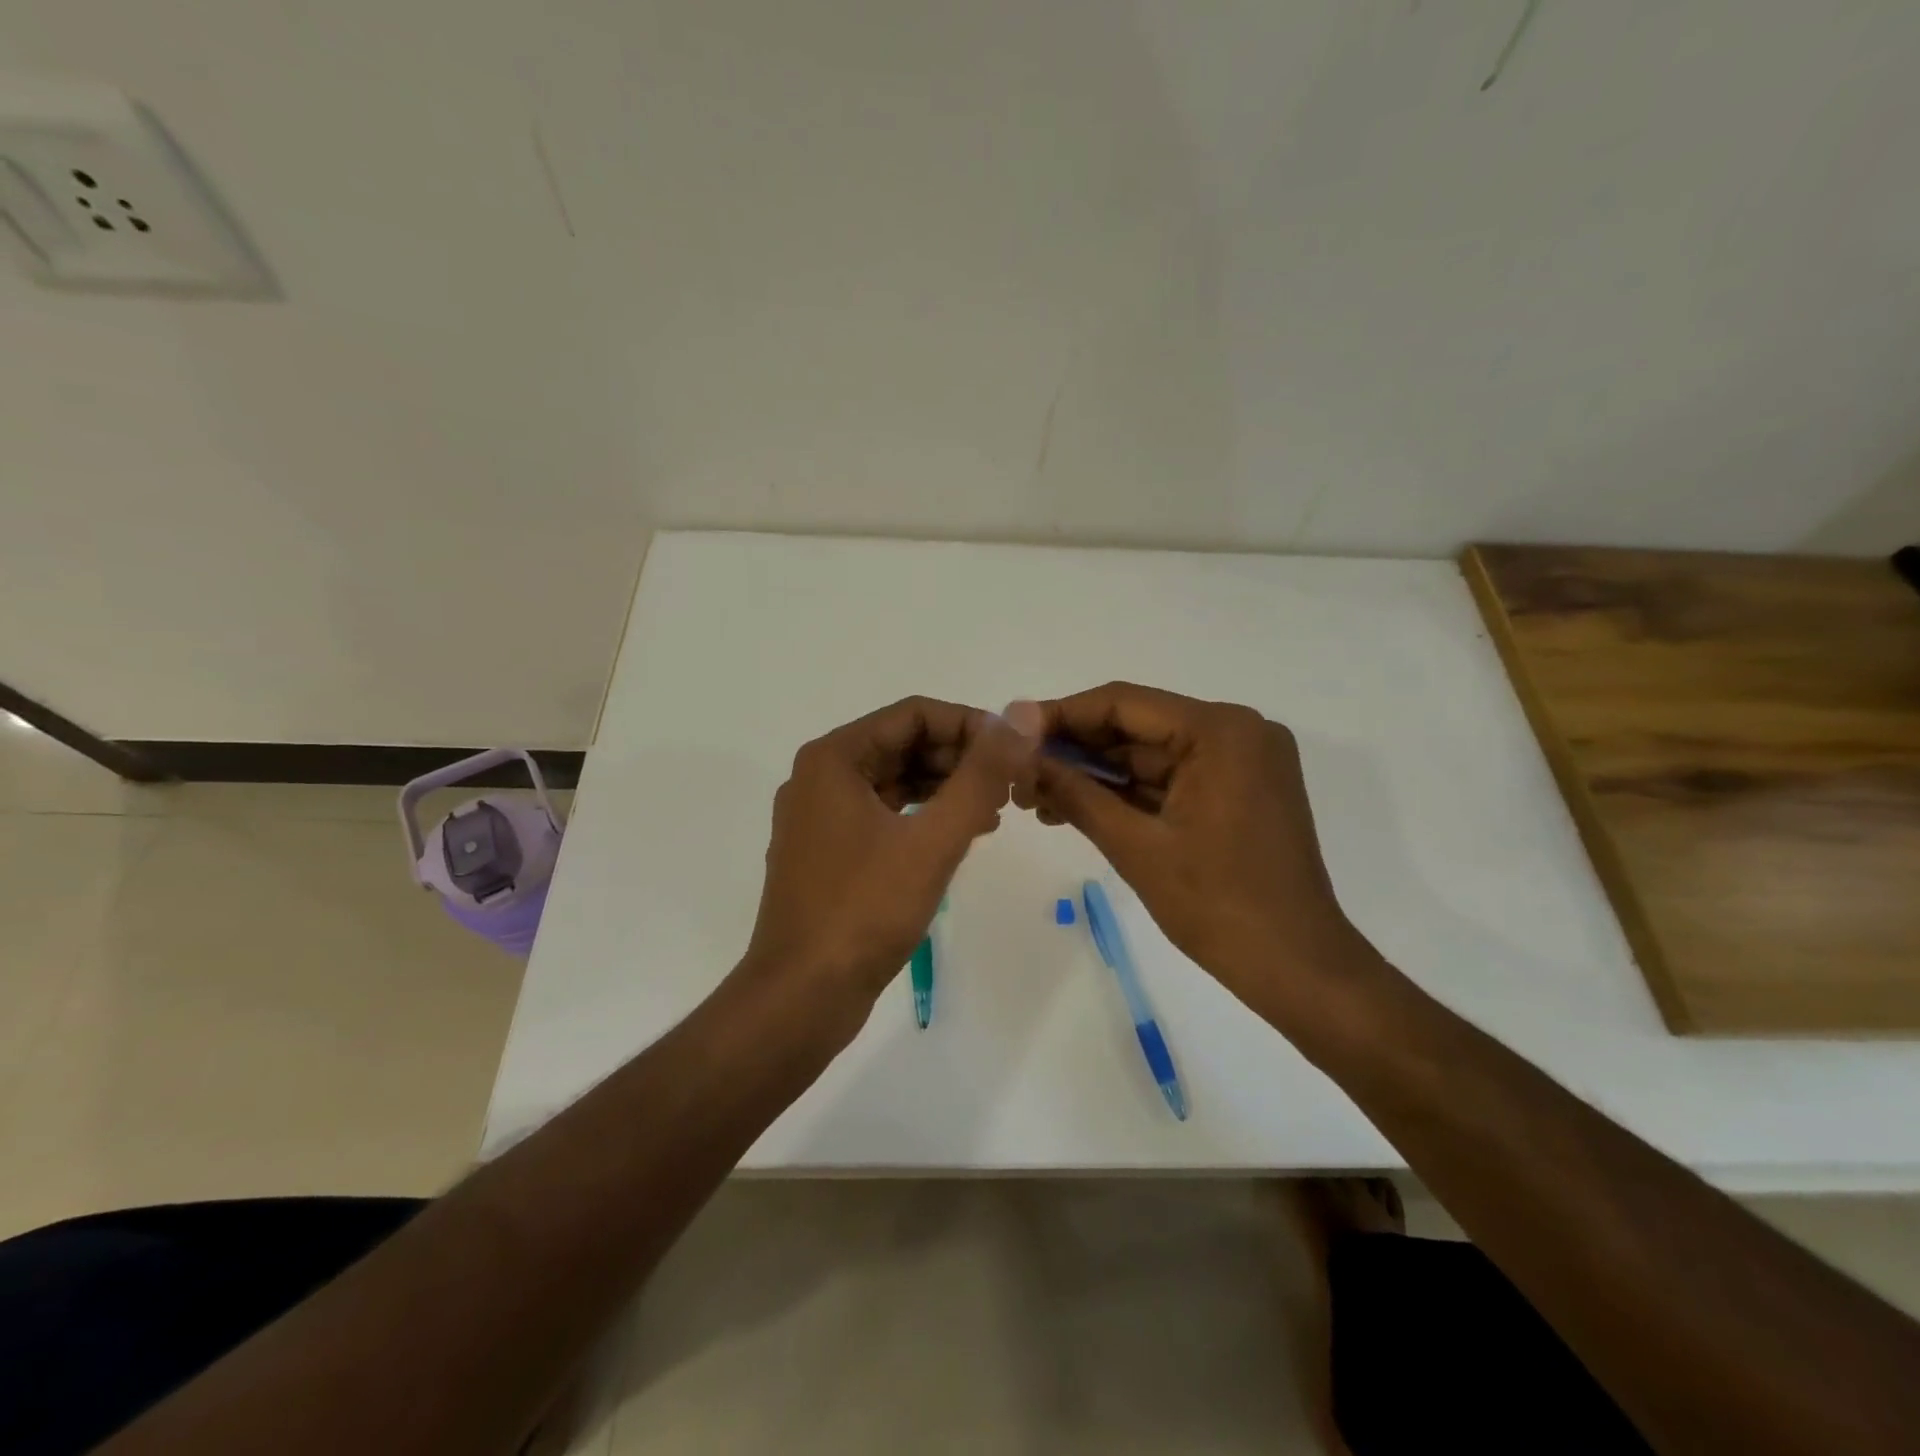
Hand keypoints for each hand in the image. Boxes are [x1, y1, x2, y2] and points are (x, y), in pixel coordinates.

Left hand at [740, 696, 1036, 1034]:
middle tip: (1012, 783)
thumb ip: (981, 776)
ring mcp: (821, 817)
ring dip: (946, 788)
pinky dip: (924, 817)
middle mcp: (821, 777)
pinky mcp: (829, 852)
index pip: (914, 714)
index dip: (970, 724)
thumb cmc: (864, 912)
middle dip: (960, 759)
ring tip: (997, 809)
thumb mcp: (933, 840)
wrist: (801, 997)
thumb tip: (1020, 717)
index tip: (1015, 751)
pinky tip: (962, 835)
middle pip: (903, 744)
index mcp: (834, 759)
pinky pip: (884, 815)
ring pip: (895, 781)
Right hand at [1021, 682, 1374, 1024]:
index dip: (1060, 716)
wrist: (1297, 969)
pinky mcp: (1238, 790)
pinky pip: (1170, 779)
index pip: (1123, 703)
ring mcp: (1241, 761)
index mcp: (1221, 731)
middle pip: (1136, 727)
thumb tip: (1019, 755)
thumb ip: (1074, 793)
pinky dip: (1126, 794)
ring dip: (1094, 776)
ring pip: (1149, 756)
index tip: (1010, 734)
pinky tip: (1075, 808)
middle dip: (1074, 751)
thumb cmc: (1218, 907)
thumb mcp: (1135, 846)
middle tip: (1017, 772)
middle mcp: (1236, 731)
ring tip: (1034, 798)